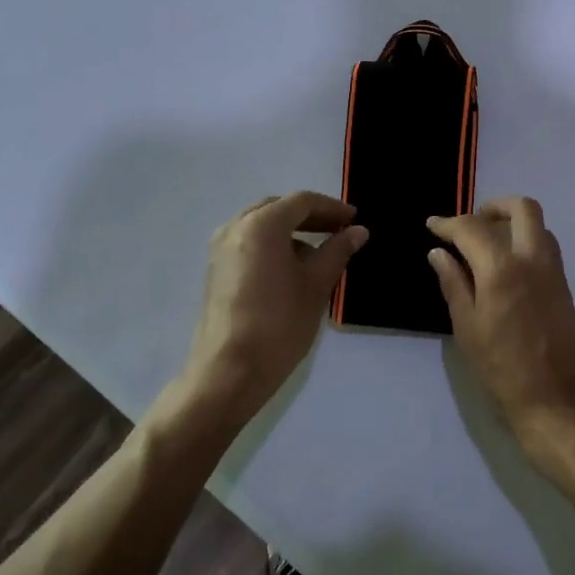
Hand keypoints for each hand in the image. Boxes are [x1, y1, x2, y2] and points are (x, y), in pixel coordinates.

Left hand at [181, 192, 366, 430]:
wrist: (228, 372)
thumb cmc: (279, 324)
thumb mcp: (316, 285)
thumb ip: (338, 251)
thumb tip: (358, 231)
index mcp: (261, 225)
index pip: (302, 202)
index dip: (332, 208)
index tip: (354, 220)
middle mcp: (236, 227)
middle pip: (279, 208)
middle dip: (311, 216)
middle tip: (339, 231)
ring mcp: (221, 249)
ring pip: (262, 225)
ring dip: (291, 231)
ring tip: (320, 252)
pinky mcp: (216, 270)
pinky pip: (249, 243)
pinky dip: (273, 245)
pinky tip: (292, 269)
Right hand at [427, 198, 574, 464]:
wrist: (556, 402)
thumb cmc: (502, 370)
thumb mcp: (467, 328)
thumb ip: (453, 284)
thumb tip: (439, 253)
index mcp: (502, 269)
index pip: (472, 228)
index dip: (448, 223)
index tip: (432, 225)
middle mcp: (533, 259)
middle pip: (522, 208)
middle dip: (493, 207)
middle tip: (471, 224)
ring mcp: (554, 271)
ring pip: (538, 225)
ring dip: (513, 223)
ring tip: (486, 245)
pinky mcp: (564, 286)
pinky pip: (546, 246)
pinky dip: (525, 241)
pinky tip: (505, 267)